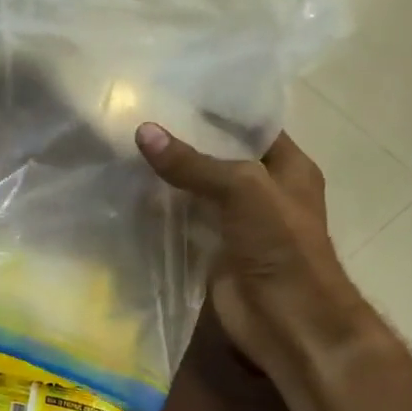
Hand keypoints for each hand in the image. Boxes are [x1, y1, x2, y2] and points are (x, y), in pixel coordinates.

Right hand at [136, 123, 381, 392]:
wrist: (288, 321)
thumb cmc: (281, 245)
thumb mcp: (242, 189)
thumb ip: (193, 163)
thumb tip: (143, 131)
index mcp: (287, 167)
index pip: (250, 125)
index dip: (216, 108)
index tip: (172, 89)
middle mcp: (262, 190)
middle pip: (218, 157)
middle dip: (183, 140)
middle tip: (136, 115)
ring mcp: (236, 222)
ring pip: (196, 189)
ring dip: (167, 176)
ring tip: (123, 146)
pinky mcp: (212, 250)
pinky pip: (182, 222)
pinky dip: (158, 211)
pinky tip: (127, 191)